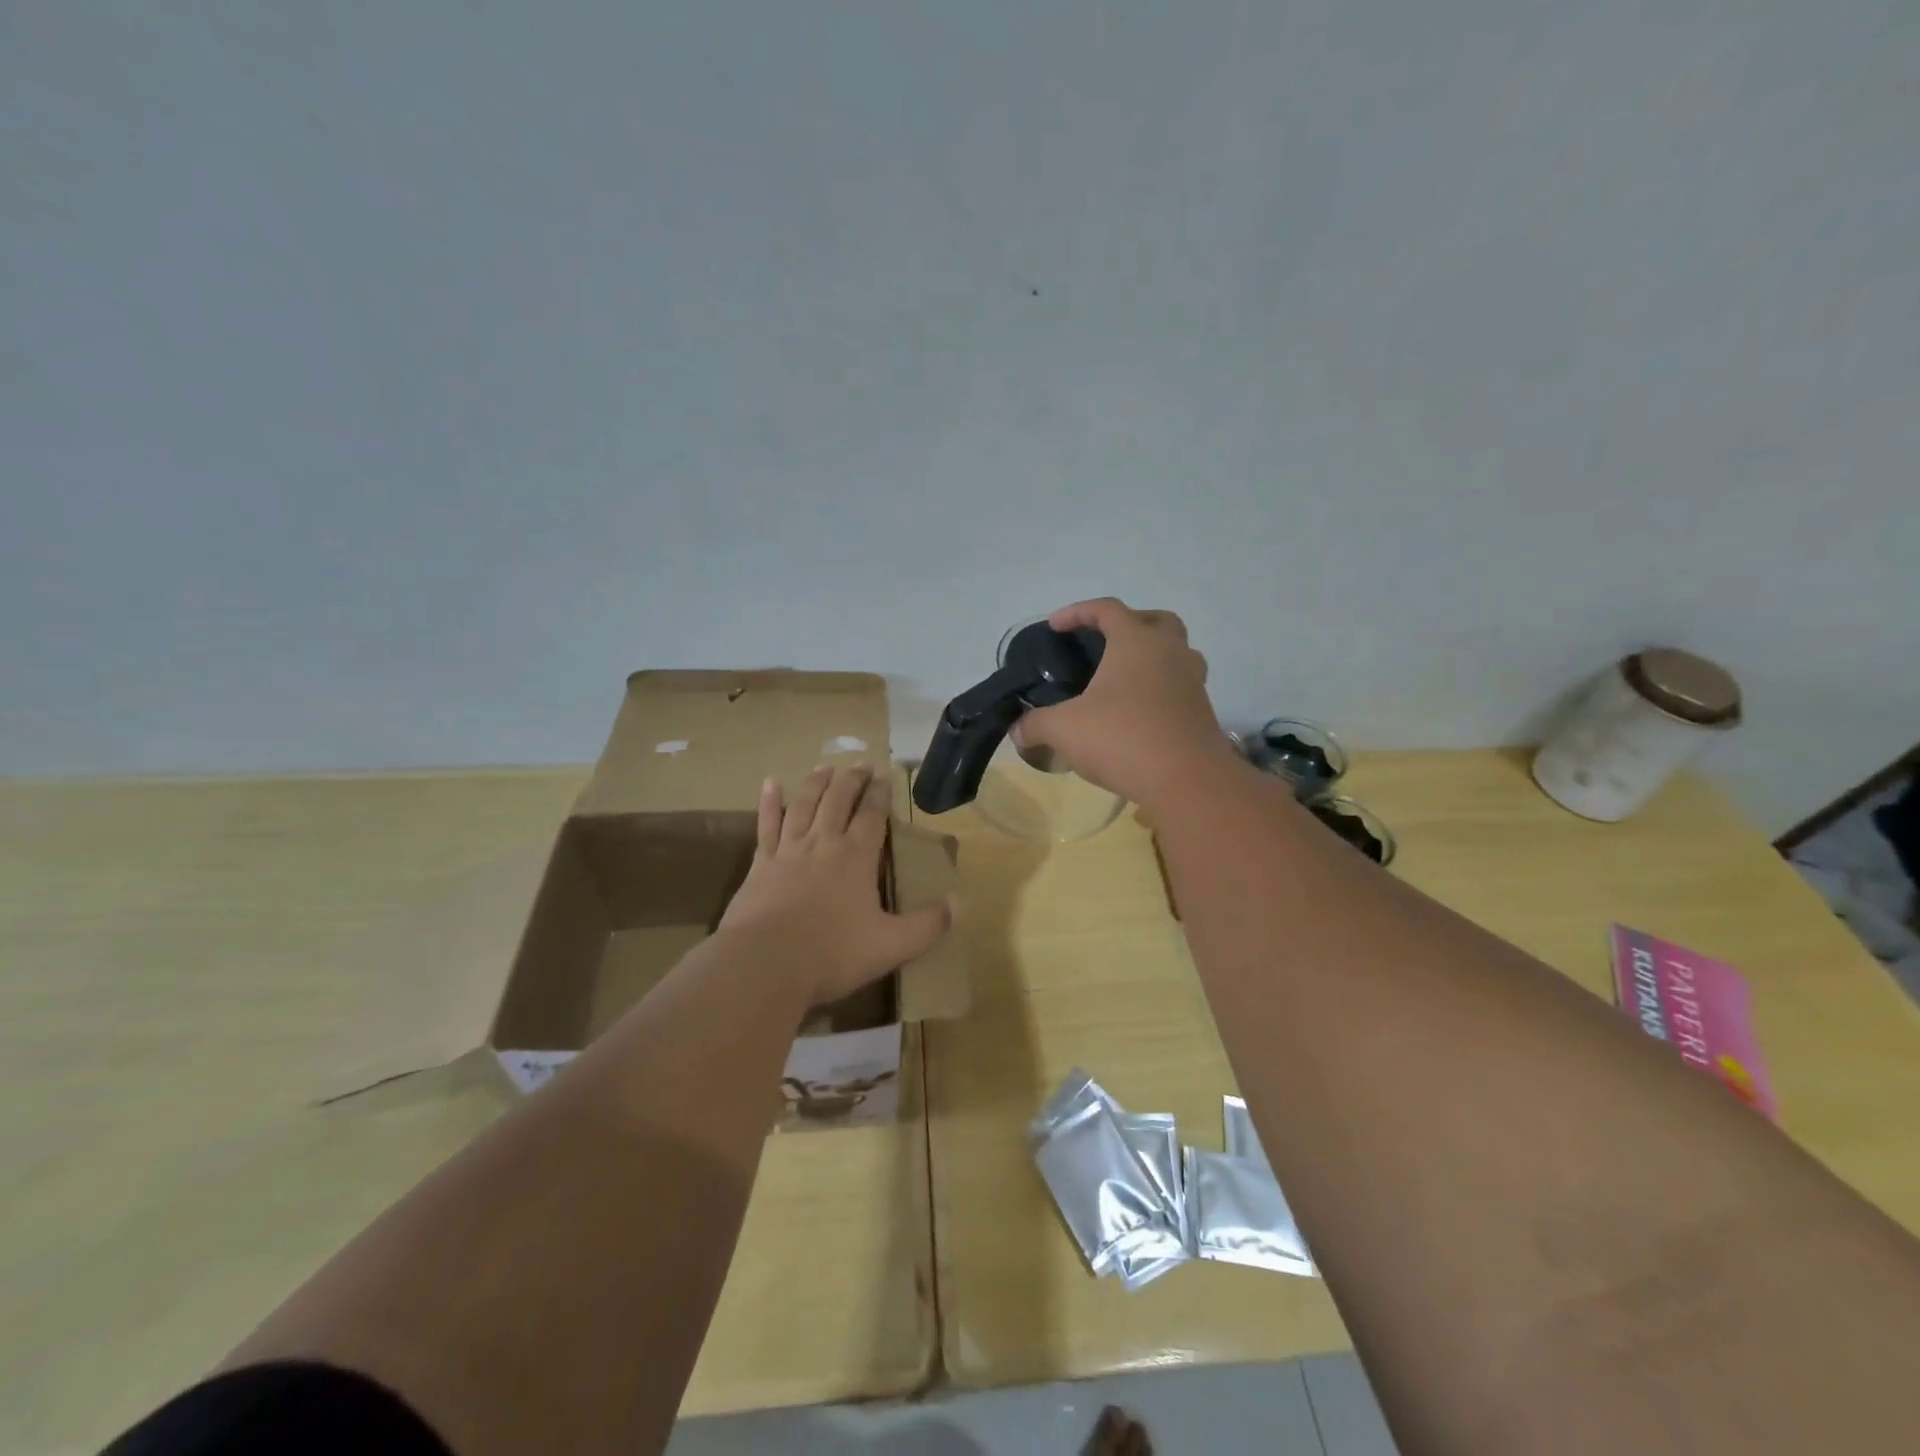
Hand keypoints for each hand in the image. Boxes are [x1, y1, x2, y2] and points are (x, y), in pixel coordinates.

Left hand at [717, 765, 953, 1005]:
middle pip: (838, 800)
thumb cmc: (832, 954)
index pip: (872, 815)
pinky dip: (769, 803)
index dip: (880, 793)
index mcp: (856, 858)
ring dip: (816, 783)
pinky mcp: (760, 865)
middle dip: (851, 779)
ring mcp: (788, 851)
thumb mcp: (892, 946)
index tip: (885, 775)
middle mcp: (823, 843)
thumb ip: (928, 925)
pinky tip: (770, 784)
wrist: (765, 964)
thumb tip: (960, 904)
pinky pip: (766, 826)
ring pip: (804, 805)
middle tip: (859, 763)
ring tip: (825, 767)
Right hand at [1014, 597, 1237, 810]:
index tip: (1055, 626)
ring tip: (1124, 678)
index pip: (1107, 609)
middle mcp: (1170, 652)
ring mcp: (1192, 681)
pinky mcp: (1202, 711)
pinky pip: (1179, 685)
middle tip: (1104, 642)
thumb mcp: (1064, 729)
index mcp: (1136, 642)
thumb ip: (1035, 724)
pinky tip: (1138, 711)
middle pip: (1155, 620)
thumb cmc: (1122, 739)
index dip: (1077, 612)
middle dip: (1128, 624)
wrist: (1187, 781)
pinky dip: (1160, 688)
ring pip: (1176, 652)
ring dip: (1151, 655)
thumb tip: (1017, 731)